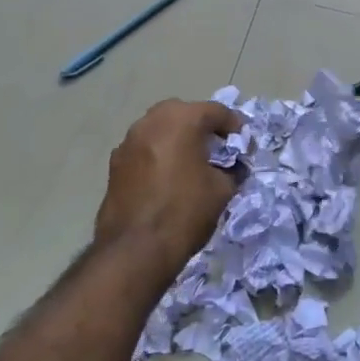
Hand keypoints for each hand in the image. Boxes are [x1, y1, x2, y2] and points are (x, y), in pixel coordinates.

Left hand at [95, 99, 241, 275]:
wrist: (135, 249)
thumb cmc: (185, 211)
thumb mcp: (222, 190)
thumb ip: (232, 170)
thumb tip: (234, 167)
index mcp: (181, 119)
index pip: (216, 111)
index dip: (234, 126)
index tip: (244, 144)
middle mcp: (151, 121)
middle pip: (184, 113)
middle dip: (202, 126)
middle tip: (217, 148)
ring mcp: (129, 140)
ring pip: (160, 129)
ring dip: (177, 138)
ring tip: (191, 162)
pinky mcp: (115, 163)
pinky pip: (144, 148)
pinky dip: (158, 154)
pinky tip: (167, 177)